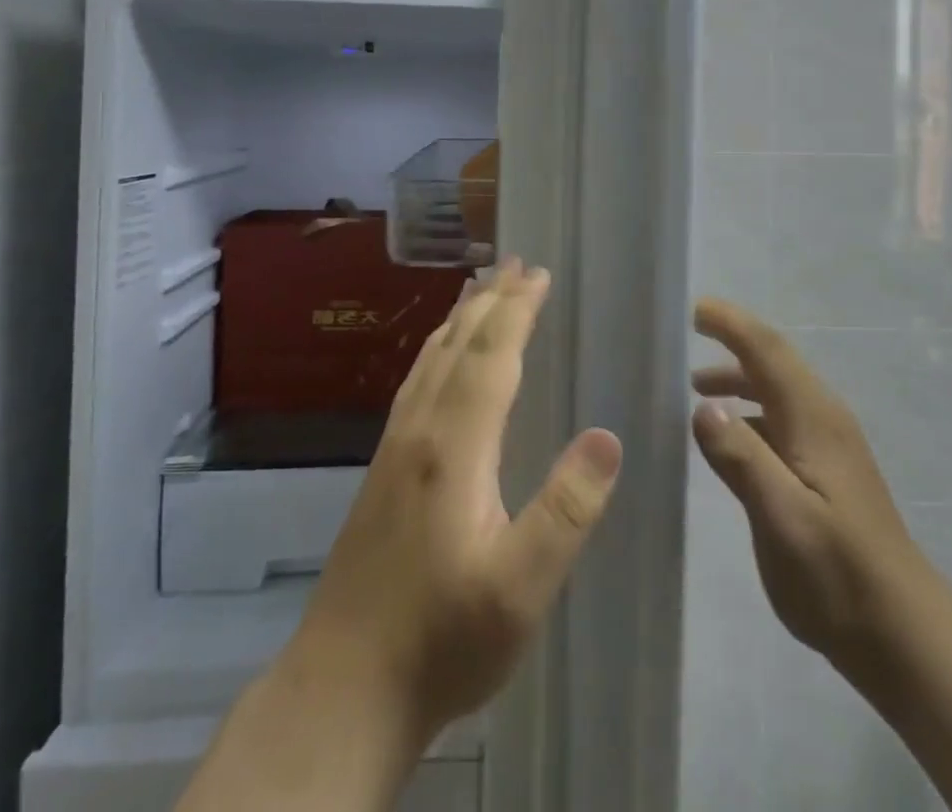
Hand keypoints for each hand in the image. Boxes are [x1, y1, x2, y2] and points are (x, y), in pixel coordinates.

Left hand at [292, 260, 623, 748]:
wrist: (343, 688)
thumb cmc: (442, 639)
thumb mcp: (520, 588)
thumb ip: (566, 510)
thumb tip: (608, 436)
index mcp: (455, 446)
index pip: (492, 356)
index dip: (518, 310)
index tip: (540, 274)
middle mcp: (420, 430)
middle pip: (458, 345)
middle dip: (491, 300)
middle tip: (516, 263)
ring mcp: (394, 448)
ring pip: (430, 359)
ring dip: (460, 318)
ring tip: (479, 289)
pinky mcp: (383, 470)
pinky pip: (415, 382)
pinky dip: (435, 350)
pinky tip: (438, 359)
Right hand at [689, 297, 916, 667]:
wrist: (903, 634)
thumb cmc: (837, 574)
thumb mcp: (781, 516)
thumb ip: (741, 457)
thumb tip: (703, 406)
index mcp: (813, 417)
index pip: (768, 350)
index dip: (732, 324)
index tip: (696, 309)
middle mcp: (824, 418)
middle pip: (775, 362)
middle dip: (734, 340)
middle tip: (691, 333)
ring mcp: (829, 445)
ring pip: (778, 391)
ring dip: (739, 378)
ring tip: (697, 386)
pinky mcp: (828, 471)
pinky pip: (781, 419)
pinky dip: (750, 411)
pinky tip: (731, 437)